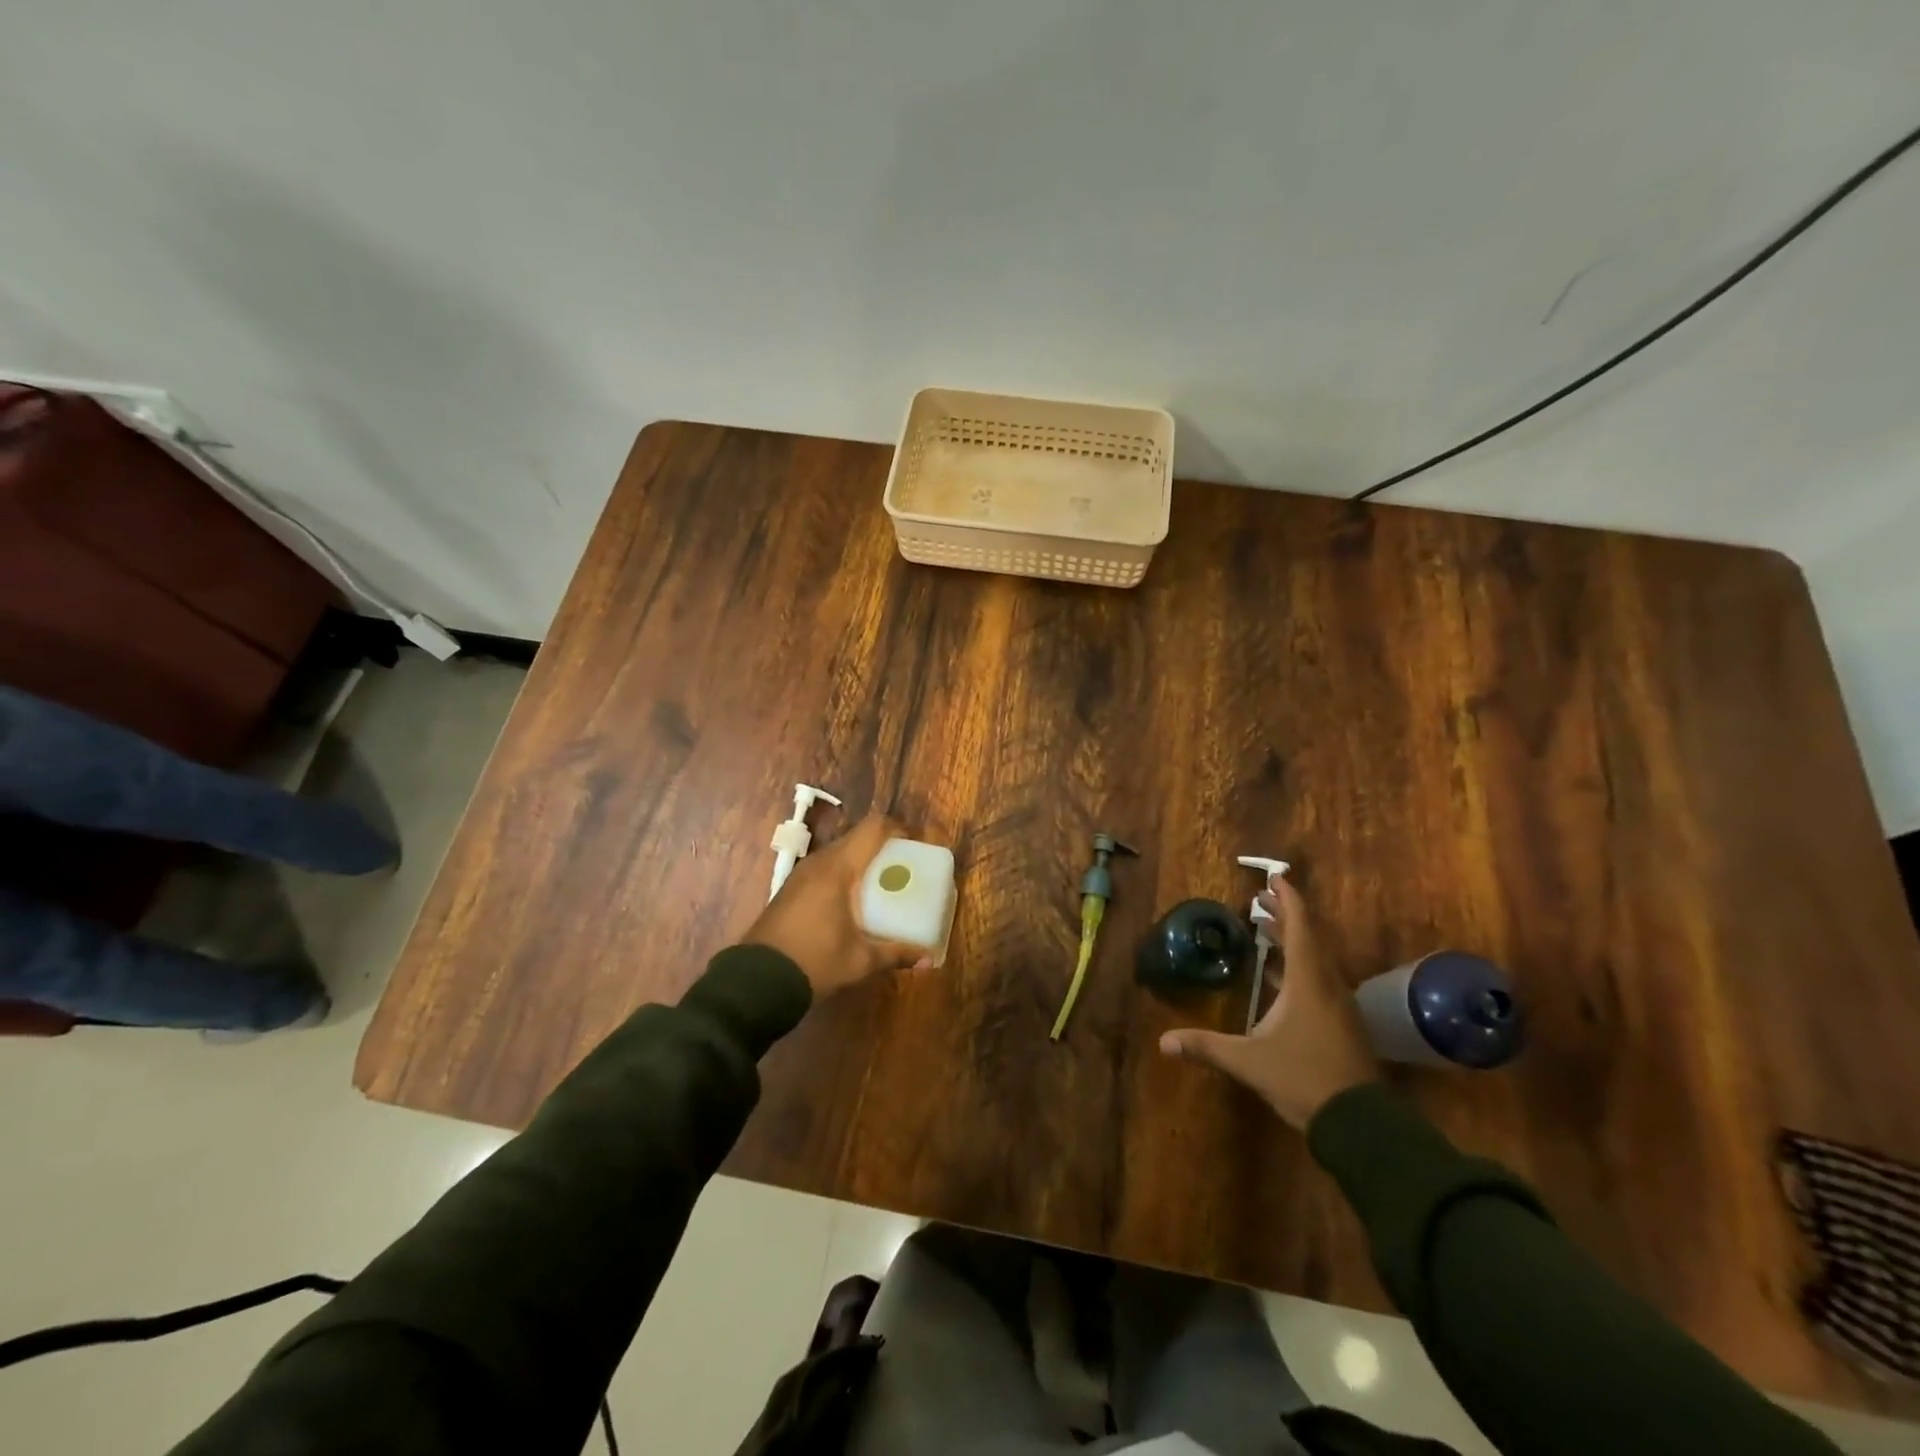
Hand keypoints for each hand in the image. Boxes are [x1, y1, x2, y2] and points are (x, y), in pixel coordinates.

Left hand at [745, 814, 929, 997]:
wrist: (757, 982)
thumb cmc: (815, 962)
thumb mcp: (860, 960)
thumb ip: (896, 953)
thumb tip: (928, 959)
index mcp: (838, 868)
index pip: (872, 828)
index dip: (897, 828)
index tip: (914, 843)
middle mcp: (819, 863)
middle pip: (856, 838)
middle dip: (882, 847)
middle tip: (903, 867)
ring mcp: (800, 875)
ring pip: (838, 853)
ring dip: (860, 861)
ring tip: (881, 883)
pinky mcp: (790, 889)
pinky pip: (824, 868)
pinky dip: (843, 874)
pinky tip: (852, 901)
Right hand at [1159, 876, 1377, 1128]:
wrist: (1360, 1123)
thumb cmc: (1303, 1078)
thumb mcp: (1248, 1062)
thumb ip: (1207, 1047)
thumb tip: (1164, 1042)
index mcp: (1307, 982)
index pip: (1299, 928)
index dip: (1288, 900)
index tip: (1276, 877)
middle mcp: (1327, 985)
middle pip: (1309, 938)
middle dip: (1285, 916)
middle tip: (1262, 899)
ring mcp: (1339, 1005)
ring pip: (1317, 959)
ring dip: (1293, 940)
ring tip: (1268, 929)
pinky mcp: (1343, 1023)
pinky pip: (1320, 978)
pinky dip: (1300, 964)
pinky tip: (1281, 975)